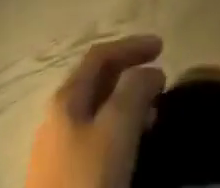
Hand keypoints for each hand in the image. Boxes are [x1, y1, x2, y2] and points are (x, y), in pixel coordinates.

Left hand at [24, 35, 165, 187]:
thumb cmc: (87, 180)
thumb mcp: (116, 129)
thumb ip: (134, 90)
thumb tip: (151, 70)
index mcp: (66, 98)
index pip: (100, 55)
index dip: (132, 45)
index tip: (163, 46)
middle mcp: (57, 118)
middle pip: (97, 83)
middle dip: (130, 75)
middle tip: (160, 82)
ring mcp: (57, 152)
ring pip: (97, 114)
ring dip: (127, 106)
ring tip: (153, 117)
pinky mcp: (63, 181)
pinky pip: (95, 142)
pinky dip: (118, 133)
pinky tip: (130, 150)